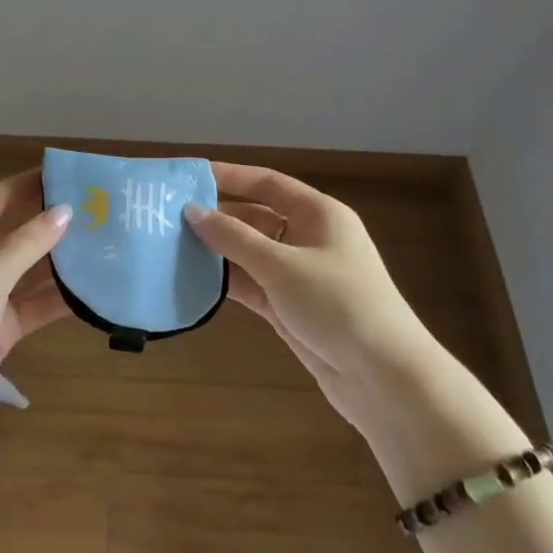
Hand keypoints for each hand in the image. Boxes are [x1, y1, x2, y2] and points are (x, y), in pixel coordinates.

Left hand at [0, 172, 70, 463]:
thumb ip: (27, 243)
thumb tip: (65, 210)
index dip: (26, 184)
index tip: (66, 174)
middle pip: (13, 234)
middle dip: (50, 224)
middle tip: (96, 211)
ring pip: (27, 272)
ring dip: (59, 262)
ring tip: (104, 246)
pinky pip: (32, 306)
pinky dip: (57, 300)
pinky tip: (92, 291)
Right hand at [185, 164, 427, 445]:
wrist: (383, 376)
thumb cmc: (337, 304)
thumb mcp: (281, 265)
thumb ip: (234, 238)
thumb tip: (192, 211)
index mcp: (318, 214)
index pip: (267, 183)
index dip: (229, 176)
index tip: (189, 176)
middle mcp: (309, 237)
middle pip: (256, 217)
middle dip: (217, 216)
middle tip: (169, 215)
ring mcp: (299, 274)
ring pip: (250, 252)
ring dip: (218, 250)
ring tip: (171, 244)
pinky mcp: (290, 306)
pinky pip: (252, 283)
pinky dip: (227, 280)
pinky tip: (193, 278)